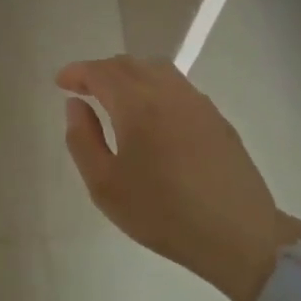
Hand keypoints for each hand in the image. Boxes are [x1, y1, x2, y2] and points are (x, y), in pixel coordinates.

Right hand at [58, 56, 300, 300]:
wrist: (239, 236)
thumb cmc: (163, 213)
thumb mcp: (104, 186)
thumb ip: (82, 139)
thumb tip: (76, 104)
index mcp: (136, 104)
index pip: (100, 72)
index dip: (77, 72)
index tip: (61, 83)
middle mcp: (167, 92)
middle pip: (128, 64)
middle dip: (100, 70)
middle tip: (83, 89)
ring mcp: (196, 102)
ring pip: (156, 69)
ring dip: (129, 74)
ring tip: (116, 96)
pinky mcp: (216, 117)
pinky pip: (177, 86)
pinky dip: (154, 85)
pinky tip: (152, 113)